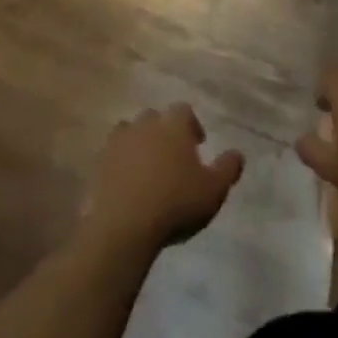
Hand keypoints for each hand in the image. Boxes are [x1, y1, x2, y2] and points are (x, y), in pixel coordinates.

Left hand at [82, 104, 244, 252]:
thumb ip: (228, 168)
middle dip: (164, 131)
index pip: (184, 111)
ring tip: (147, 166)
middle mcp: (145, 125)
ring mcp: (119, 143)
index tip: (198, 144)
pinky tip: (127, 182)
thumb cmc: (175, 203)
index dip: (192, 125)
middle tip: (173, 155)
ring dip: (139, 142)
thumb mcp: (214, 190)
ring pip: (130, 131)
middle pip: (155, 117)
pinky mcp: (99, 164)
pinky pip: (112, 155)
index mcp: (173, 126)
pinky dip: (120, 162)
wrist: (124, 226)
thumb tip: (238, 153)